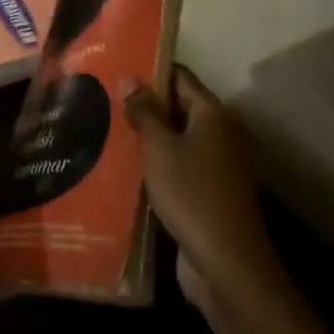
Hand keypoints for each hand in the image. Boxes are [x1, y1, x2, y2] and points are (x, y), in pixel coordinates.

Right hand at [121, 66, 283, 322]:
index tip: (118, 71)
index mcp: (214, 114)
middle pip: (180, 107)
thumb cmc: (191, 193)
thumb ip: (143, 112)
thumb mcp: (159, 148)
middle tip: (107, 103)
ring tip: (111, 132)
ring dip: (152, 138)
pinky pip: (183, 165)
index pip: (180, 77)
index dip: (150, 72)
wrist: (226, 263)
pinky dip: (161, 163)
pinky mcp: (213, 191)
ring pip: (180, 139)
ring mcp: (220, 164)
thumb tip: (129, 77)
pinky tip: (131, 169)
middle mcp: (223, 133)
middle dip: (147, 106)